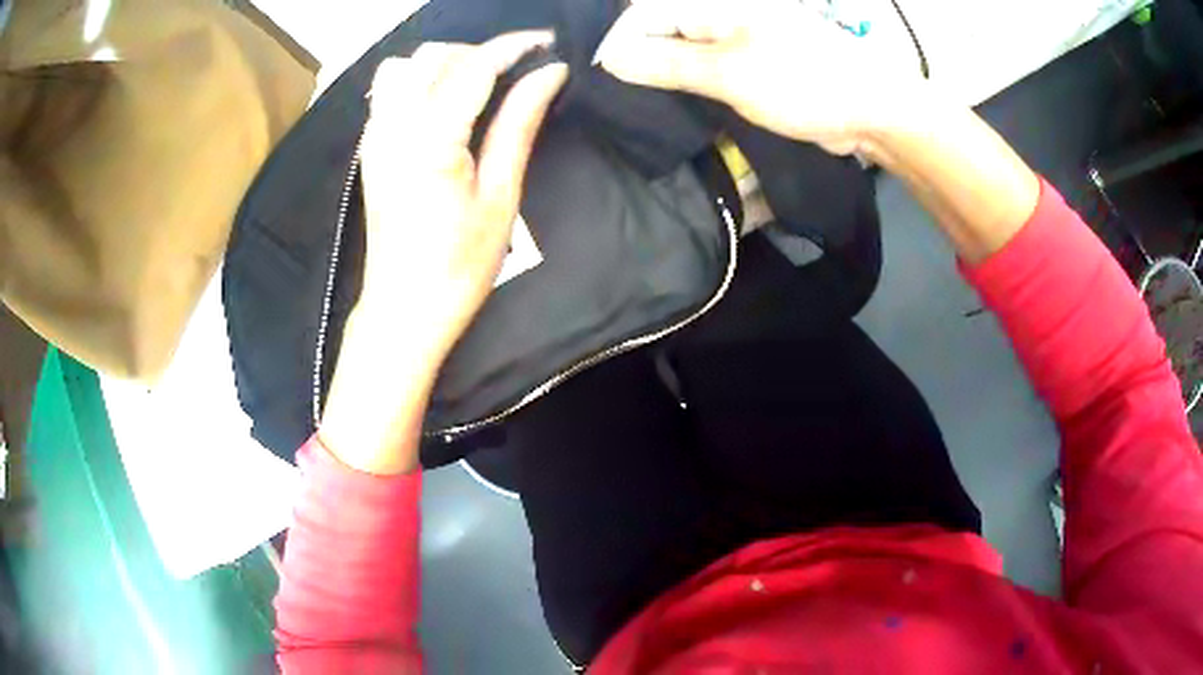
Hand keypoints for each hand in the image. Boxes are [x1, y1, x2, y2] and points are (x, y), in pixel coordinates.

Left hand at [318, 33, 567, 474]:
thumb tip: (549, 74)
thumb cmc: (459, 267)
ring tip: (479, 85)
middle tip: (517, 71)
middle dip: (480, 51)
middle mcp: (394, 128)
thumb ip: (519, 124)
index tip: (546, 42)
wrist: (402, 311)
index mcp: (432, 141)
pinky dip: (421, 81)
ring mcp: (375, 137)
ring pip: (405, 67)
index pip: (473, 66)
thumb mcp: (501, 197)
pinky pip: (389, 92)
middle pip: (434, 56)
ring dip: (446, 63)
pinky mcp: (370, 149)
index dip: (512, 45)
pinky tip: (444, 105)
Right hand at [594, 0, 920, 155]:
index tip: (595, 77)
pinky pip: (709, 70)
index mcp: (715, 6)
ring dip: (663, 76)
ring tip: (635, 103)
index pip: (645, 14)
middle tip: (612, 95)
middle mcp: (723, 16)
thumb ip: (668, 63)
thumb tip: (612, 57)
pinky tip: (675, 104)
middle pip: (663, 31)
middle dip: (638, 60)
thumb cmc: (802, 82)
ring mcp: (739, 41)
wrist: (870, 110)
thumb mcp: (729, 73)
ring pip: (685, 52)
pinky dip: (690, 86)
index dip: (617, 43)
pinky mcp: (753, 66)